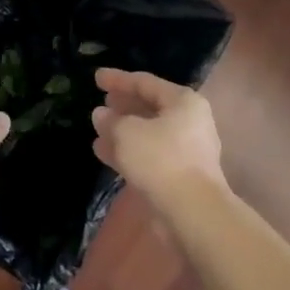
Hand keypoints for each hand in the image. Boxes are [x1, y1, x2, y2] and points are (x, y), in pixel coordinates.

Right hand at [91, 68, 225, 206]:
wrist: (192, 212)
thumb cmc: (161, 159)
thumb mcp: (127, 133)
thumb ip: (111, 120)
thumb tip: (101, 114)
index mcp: (183, 102)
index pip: (145, 82)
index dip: (118, 79)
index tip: (96, 77)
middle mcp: (190, 121)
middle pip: (150, 107)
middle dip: (123, 106)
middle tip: (101, 103)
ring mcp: (187, 150)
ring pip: (148, 133)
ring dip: (122, 131)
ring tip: (98, 129)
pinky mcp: (180, 175)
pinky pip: (150, 154)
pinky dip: (129, 151)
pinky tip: (104, 153)